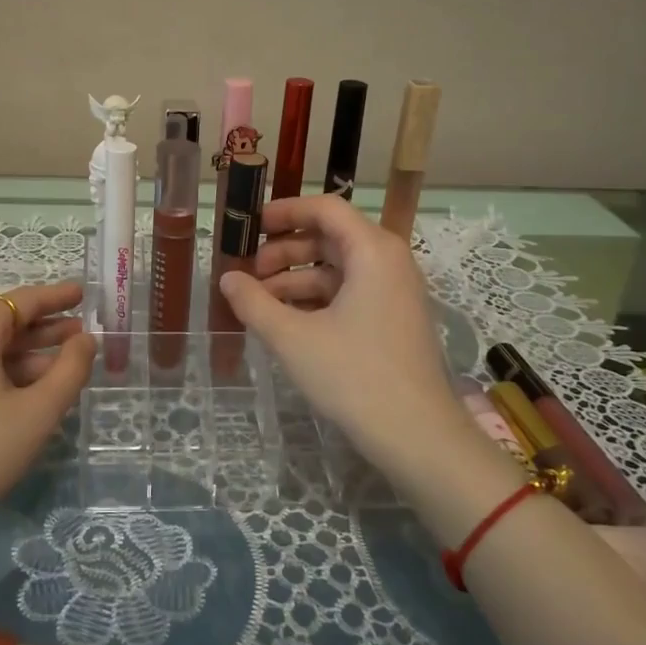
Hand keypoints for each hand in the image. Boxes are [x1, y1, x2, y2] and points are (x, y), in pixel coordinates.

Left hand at [0, 282, 94, 525]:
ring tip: (65, 365)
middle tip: (83, 334)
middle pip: (5, 322)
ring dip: (28, 354)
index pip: (23, 300)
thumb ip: (70, 369)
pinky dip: (5, 370)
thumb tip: (85, 339)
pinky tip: (30, 389)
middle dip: (46, 328)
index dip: (57, 297)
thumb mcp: (38, 412)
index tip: (83, 293)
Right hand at [218, 196, 496, 491]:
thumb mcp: (293, 338)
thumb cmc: (354, 376)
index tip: (250, 225)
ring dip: (296, 279)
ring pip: (338, 269)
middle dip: (284, 251)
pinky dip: (317, 300)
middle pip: (330, 238)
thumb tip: (227, 278)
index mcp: (372, 251)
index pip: (325, 208)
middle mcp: (389, 262)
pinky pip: (350, 294)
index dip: (285, 211)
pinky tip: (287, 323)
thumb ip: (254, 303)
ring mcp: (395, 293)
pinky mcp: (394, 320)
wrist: (418, 436)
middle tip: (248, 274)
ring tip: (260, 304)